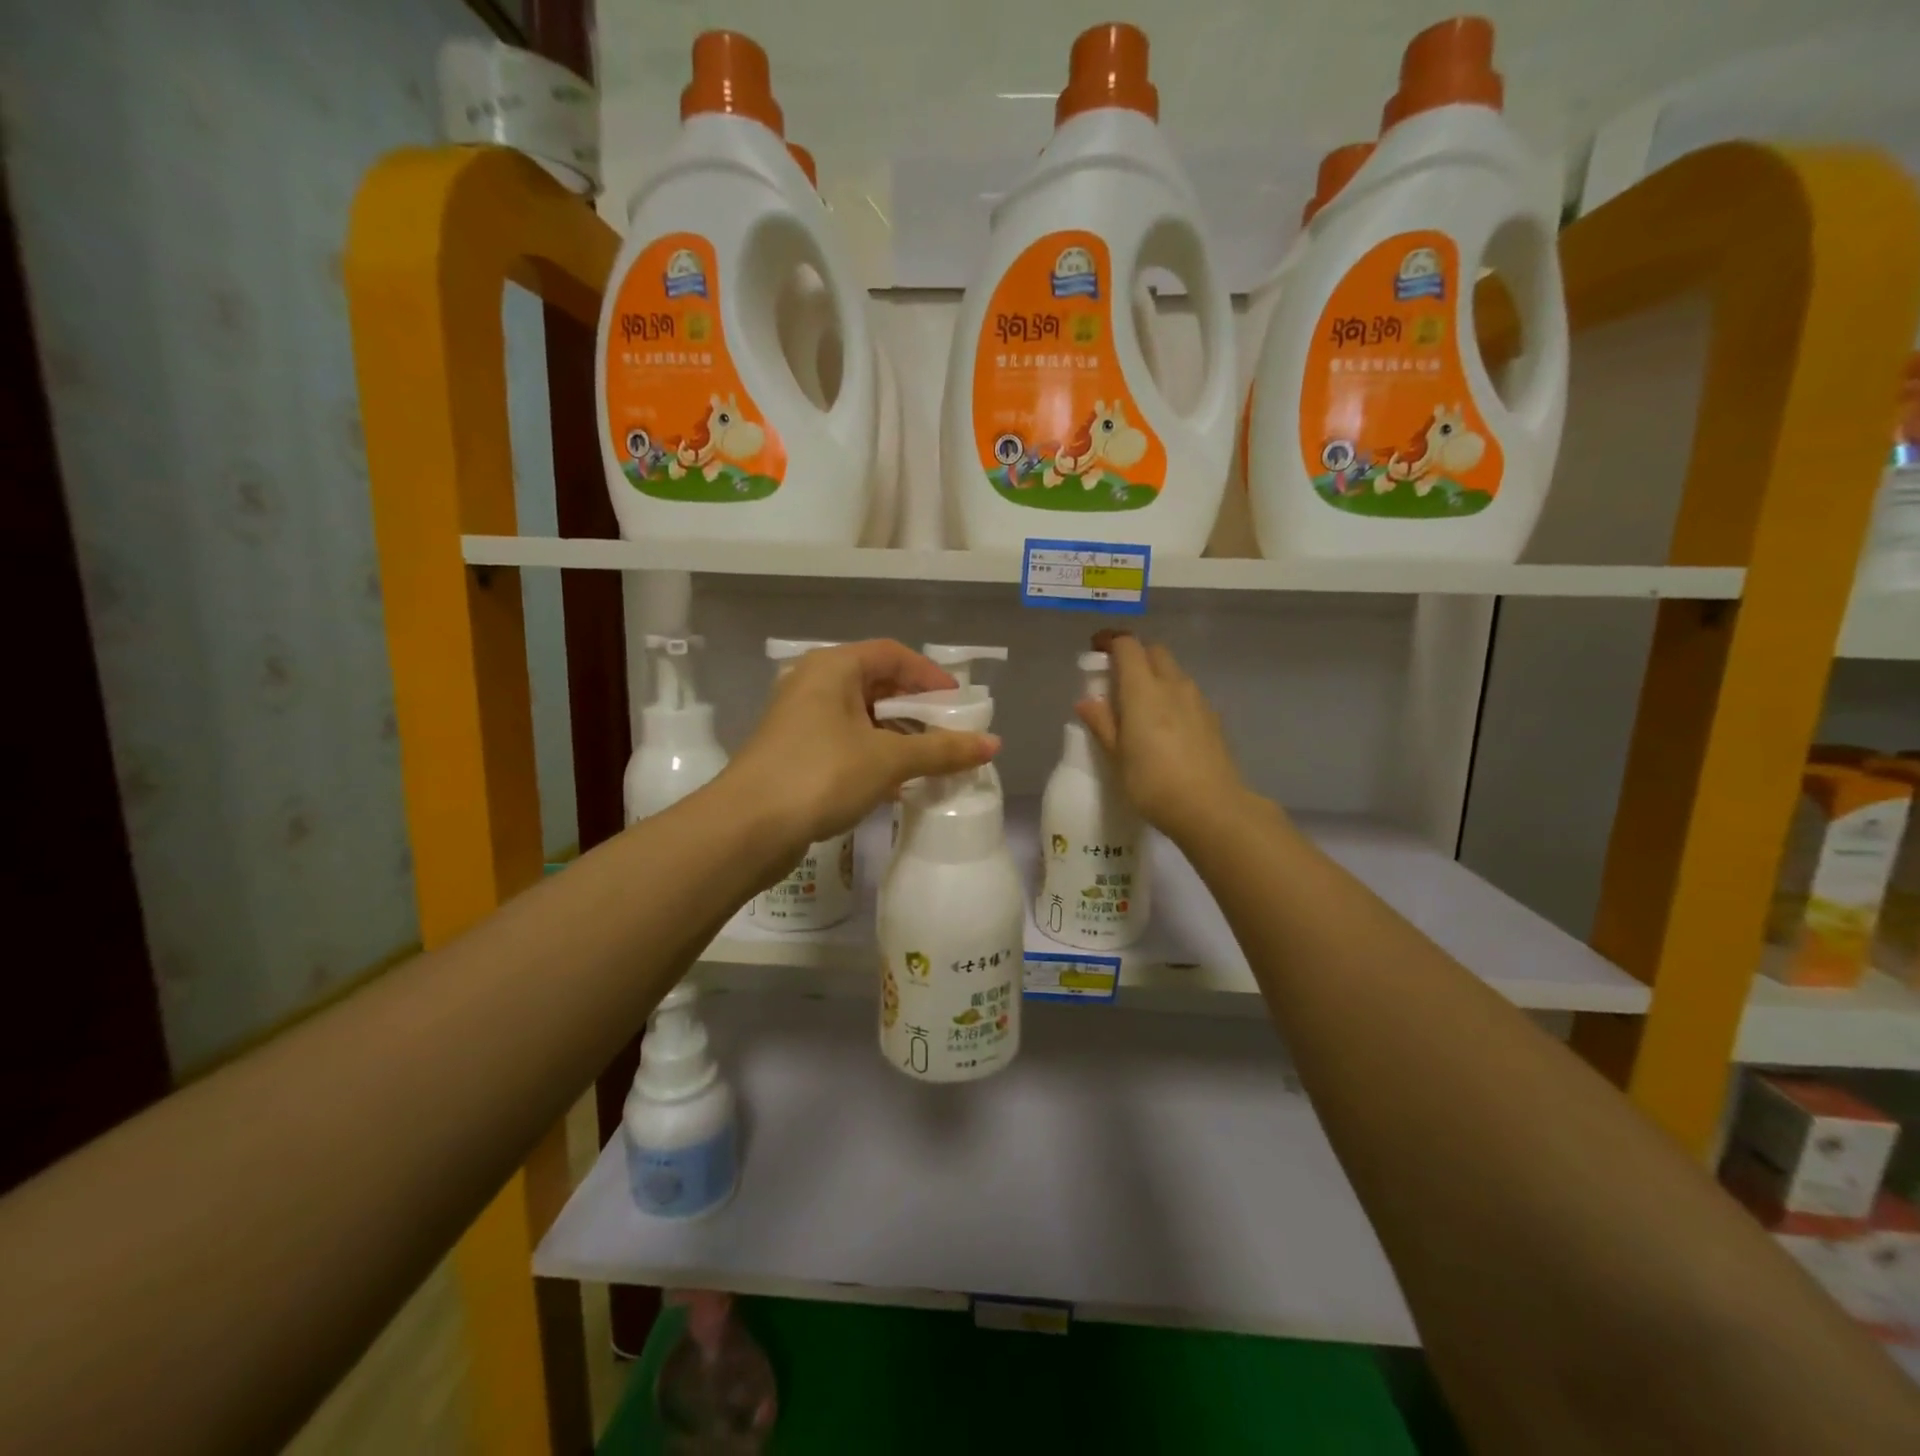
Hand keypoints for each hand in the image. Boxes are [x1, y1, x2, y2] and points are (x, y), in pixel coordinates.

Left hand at [725, 640, 1000, 854]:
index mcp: (833, 667)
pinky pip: (845, 743)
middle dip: (916, 710)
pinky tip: (896, 786)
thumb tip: (994, 744)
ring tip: (930, 762)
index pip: (893, 654)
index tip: (959, 705)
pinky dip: (874, 756)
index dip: (930, 676)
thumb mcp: (888, 759)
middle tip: (949, 734)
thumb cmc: (821, 775)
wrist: (747, 828)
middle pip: (877, 684)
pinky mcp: (794, 752)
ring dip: (897, 737)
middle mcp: (813, 683)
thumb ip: (942, 750)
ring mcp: (800, 719)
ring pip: (861, 717)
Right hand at [1075, 632, 1257, 845]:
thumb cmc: (1153, 782)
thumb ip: (1102, 723)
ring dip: (1155, 676)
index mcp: (1143, 689)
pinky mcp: (1213, 718)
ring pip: (1174, 672)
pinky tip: (1166, 726)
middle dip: (1135, 655)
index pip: (1127, 646)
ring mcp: (1197, 700)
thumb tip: (1087, 701)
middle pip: (1154, 651)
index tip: (1096, 650)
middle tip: (1117, 678)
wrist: (1211, 807)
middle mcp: (1173, 684)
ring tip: (1141, 705)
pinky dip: (1172, 696)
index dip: (1110, 642)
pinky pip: (1187, 694)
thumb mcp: (1117, 756)